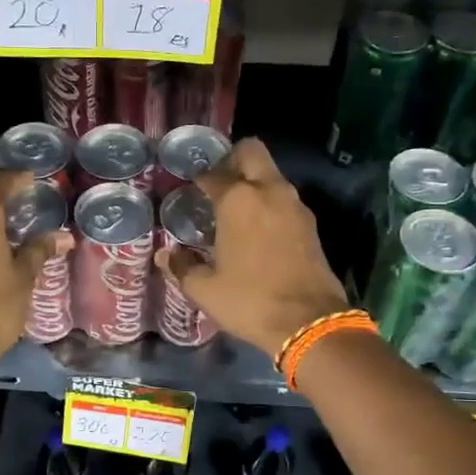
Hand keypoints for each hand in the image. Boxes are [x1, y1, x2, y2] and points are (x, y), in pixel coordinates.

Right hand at [156, 138, 348, 358]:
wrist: (308, 322)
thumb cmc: (250, 300)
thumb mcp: (205, 289)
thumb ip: (182, 266)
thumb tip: (164, 255)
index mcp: (238, 200)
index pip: (213, 174)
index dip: (198, 179)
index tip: (190, 188)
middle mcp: (269, 191)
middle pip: (252, 152)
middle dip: (233, 159)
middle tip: (217, 183)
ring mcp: (295, 206)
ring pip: (272, 175)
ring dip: (254, 182)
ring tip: (234, 209)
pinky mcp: (311, 224)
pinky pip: (284, 199)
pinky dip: (269, 203)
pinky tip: (257, 229)